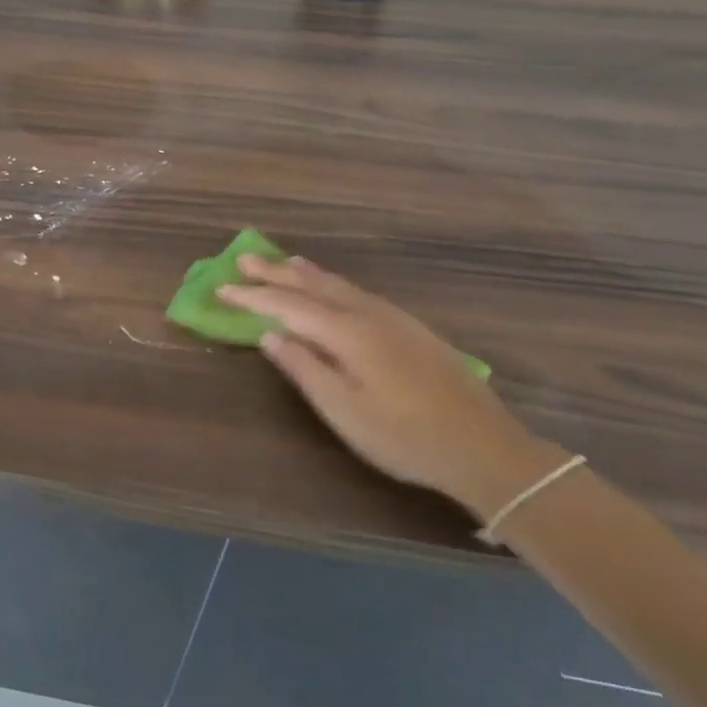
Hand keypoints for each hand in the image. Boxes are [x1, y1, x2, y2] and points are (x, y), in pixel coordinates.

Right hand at [218, 254, 567, 521]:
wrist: (485, 448)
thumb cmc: (405, 437)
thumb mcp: (344, 411)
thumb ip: (304, 369)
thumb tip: (269, 335)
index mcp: (347, 333)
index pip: (288, 306)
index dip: (252, 296)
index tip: (221, 288)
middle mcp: (367, 315)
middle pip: (313, 285)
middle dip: (275, 273)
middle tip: (243, 258)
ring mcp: (393, 319)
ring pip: (339, 285)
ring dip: (305, 273)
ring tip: (281, 261)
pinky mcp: (411, 329)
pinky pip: (358, 293)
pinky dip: (333, 283)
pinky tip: (333, 288)